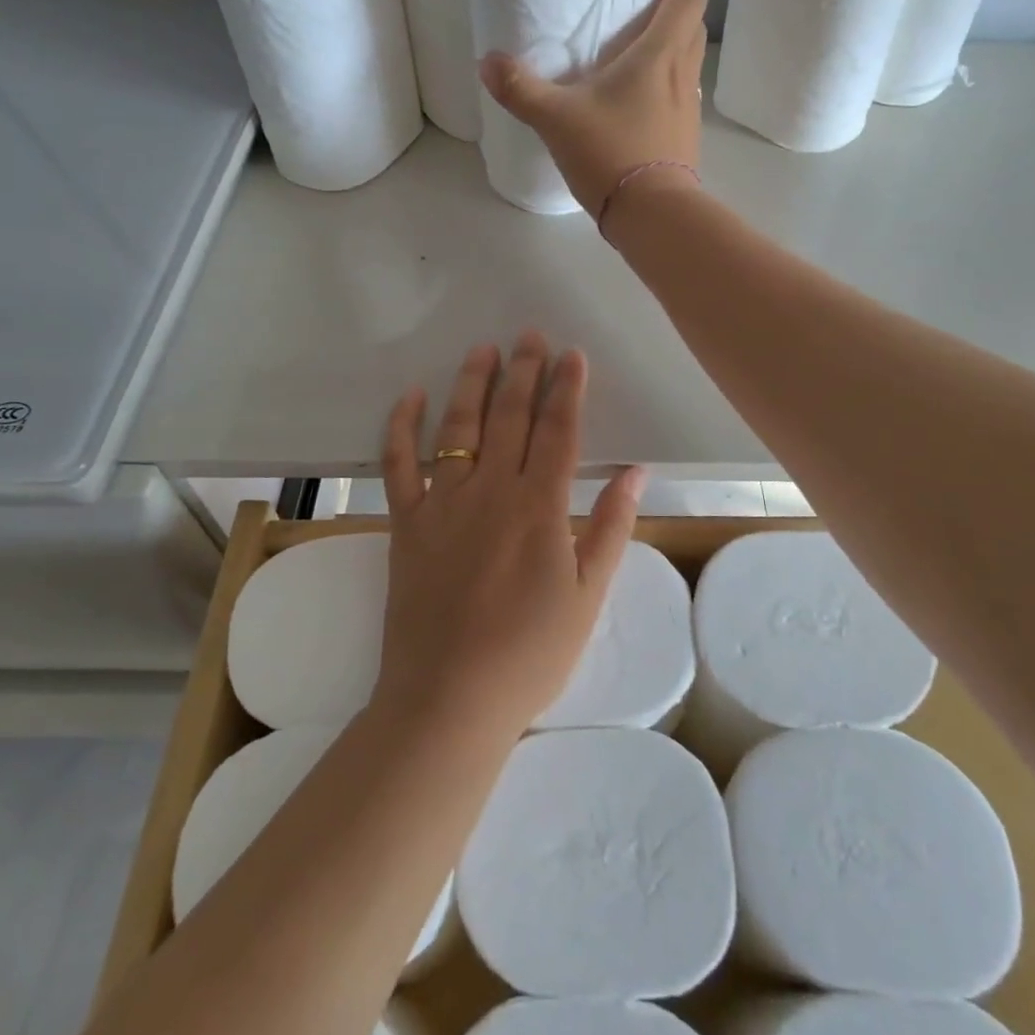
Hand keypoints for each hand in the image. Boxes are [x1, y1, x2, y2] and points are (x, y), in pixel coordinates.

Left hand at [373, 332, 644, 739]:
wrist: (449, 699)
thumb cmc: (530, 654)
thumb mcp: (588, 597)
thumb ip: (611, 528)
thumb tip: (636, 472)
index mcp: (539, 508)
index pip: (558, 432)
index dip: (567, 389)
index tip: (572, 354)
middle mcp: (491, 492)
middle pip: (510, 418)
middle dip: (523, 372)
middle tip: (529, 335)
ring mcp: (443, 504)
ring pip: (458, 429)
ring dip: (471, 384)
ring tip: (482, 350)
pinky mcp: (406, 523)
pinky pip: (398, 465)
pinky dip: (401, 427)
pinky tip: (410, 396)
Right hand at [479, 0, 707, 227]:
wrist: (652, 215)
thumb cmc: (611, 154)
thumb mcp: (556, 119)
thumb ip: (520, 88)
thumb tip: (487, 63)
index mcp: (660, 56)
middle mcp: (683, 74)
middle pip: (691, 23)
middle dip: (672, 4)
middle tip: (639, 1)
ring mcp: (688, 108)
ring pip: (689, 59)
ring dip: (671, 43)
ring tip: (634, 46)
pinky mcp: (684, 136)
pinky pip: (680, 92)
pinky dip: (666, 81)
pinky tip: (635, 97)